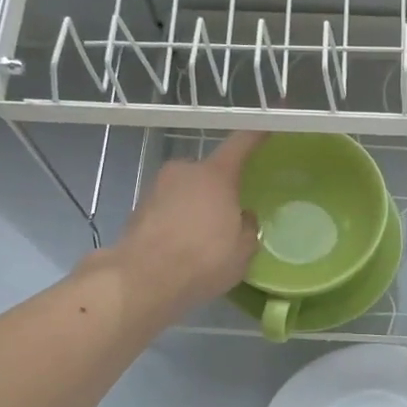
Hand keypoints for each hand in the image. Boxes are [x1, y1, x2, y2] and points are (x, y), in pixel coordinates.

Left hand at [111, 130, 265, 317]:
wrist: (142, 279)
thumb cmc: (203, 259)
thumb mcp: (243, 250)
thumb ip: (248, 227)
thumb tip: (244, 217)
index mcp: (215, 174)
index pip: (240, 144)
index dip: (256, 135)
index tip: (267, 127)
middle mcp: (184, 170)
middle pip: (210, 171)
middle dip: (221, 188)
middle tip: (232, 214)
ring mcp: (157, 187)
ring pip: (188, 190)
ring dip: (198, 205)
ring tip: (207, 237)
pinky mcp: (139, 208)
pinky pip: (170, 207)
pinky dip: (179, 220)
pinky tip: (185, 246)